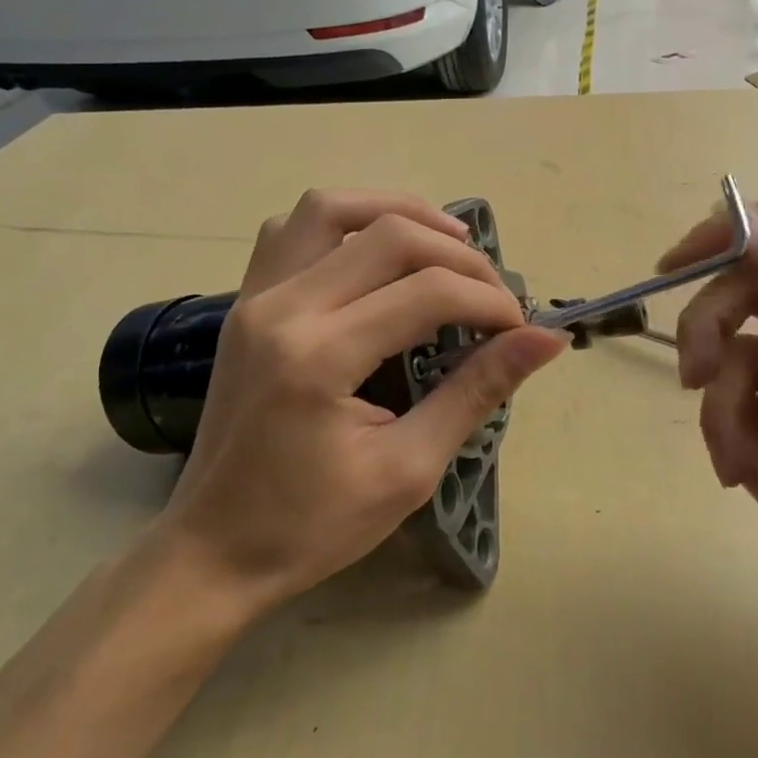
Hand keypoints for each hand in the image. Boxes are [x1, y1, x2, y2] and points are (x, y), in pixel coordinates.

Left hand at [158, 190, 568, 615]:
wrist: (213, 549)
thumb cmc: (312, 525)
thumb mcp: (408, 469)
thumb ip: (475, 392)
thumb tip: (545, 340)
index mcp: (320, 357)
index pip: (427, 292)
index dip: (489, 301)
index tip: (519, 330)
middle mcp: (282, 308)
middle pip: (388, 235)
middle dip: (458, 255)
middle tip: (492, 294)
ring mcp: (254, 298)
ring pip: (330, 208)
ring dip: (397, 213)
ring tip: (444, 245)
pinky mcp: (244, 303)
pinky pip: (292, 231)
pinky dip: (343, 223)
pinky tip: (373, 254)